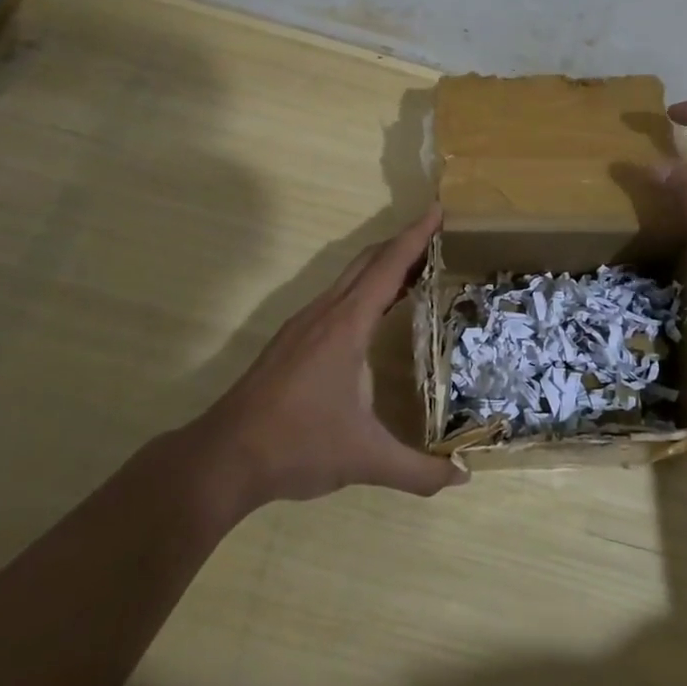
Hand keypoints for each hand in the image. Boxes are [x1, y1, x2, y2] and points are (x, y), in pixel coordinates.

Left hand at [196, 205, 466, 505]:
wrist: (224, 457)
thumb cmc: (297, 446)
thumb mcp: (365, 459)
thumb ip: (418, 470)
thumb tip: (462, 475)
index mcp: (346, 326)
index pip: (388, 267)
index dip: (416, 236)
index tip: (439, 210)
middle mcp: (324, 314)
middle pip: (367, 262)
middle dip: (403, 243)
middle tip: (439, 238)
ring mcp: (303, 325)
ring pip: (348, 278)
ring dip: (382, 266)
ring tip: (416, 271)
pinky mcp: (291, 340)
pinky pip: (337, 297)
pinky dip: (363, 289)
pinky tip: (374, 314)